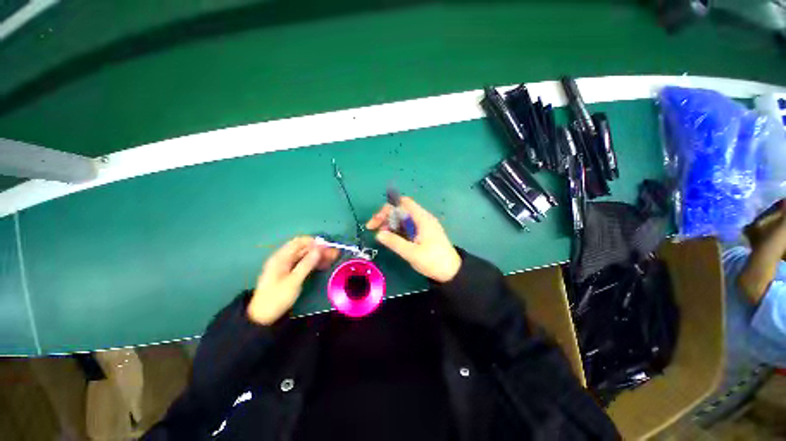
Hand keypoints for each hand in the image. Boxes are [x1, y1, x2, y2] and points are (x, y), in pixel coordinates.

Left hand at [248, 236, 338, 324]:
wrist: (263, 317)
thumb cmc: (277, 297)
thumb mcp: (294, 281)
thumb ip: (307, 263)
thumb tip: (319, 248)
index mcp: (281, 257)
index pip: (299, 242)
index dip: (314, 242)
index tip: (328, 246)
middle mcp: (284, 258)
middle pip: (304, 248)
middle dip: (319, 249)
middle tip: (334, 253)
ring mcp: (287, 265)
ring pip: (305, 256)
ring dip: (318, 256)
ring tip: (333, 258)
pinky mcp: (290, 272)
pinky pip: (304, 263)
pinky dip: (314, 262)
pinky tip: (324, 264)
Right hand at [366, 196, 460, 282]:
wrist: (452, 272)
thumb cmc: (433, 261)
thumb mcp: (412, 253)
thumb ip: (395, 242)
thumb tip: (378, 234)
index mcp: (422, 218)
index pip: (403, 203)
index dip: (389, 208)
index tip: (377, 221)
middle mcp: (423, 218)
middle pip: (401, 209)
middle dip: (386, 216)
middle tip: (373, 229)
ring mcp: (424, 225)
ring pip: (403, 218)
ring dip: (390, 223)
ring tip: (381, 235)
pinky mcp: (424, 232)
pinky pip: (408, 226)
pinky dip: (397, 229)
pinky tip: (391, 237)